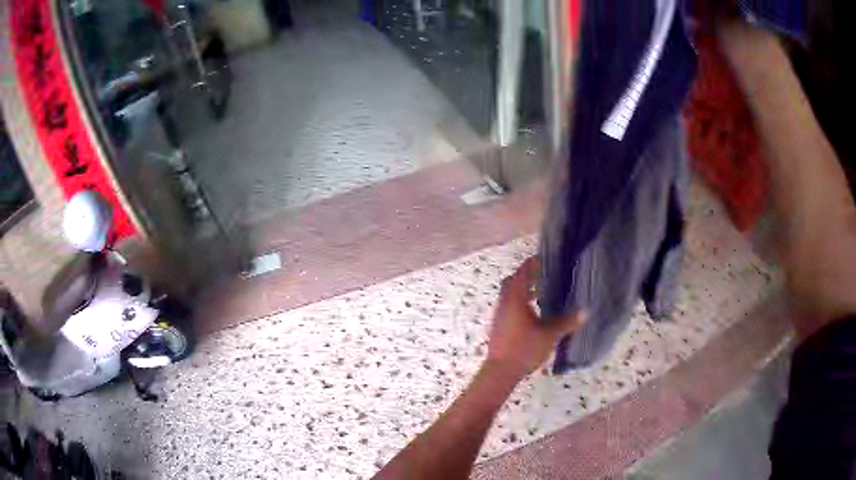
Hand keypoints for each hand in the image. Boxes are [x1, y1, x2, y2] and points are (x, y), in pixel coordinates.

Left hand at [485, 257, 585, 378]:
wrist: (500, 371)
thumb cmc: (524, 348)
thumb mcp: (549, 334)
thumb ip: (566, 322)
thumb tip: (585, 312)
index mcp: (515, 298)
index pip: (523, 272)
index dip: (533, 263)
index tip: (545, 258)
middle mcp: (505, 302)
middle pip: (513, 281)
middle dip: (527, 275)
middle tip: (545, 274)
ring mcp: (500, 314)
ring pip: (510, 294)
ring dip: (524, 289)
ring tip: (543, 292)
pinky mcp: (499, 325)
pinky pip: (509, 305)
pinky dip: (521, 302)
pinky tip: (534, 313)